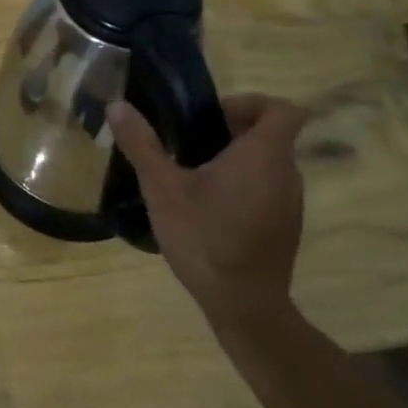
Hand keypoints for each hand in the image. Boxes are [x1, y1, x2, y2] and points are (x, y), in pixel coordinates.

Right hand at [106, 94, 308, 329]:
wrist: (244, 305)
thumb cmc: (205, 238)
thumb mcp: (163, 189)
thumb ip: (142, 144)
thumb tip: (117, 106)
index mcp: (263, 155)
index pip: (282, 108)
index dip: (250, 103)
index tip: (212, 117)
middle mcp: (286, 173)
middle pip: (270, 135)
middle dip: (230, 132)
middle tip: (188, 146)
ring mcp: (290, 202)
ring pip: (267, 164)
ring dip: (235, 161)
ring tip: (192, 177)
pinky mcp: (285, 226)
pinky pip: (267, 189)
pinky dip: (242, 186)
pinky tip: (208, 210)